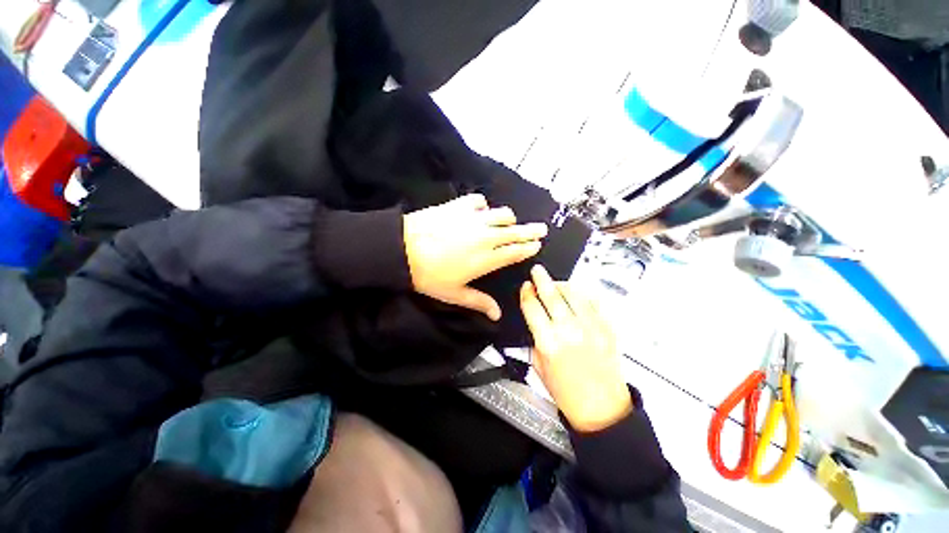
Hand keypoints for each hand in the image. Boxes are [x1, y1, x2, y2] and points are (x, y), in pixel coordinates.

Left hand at [404, 194, 547, 319]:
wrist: (402, 249)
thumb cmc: (429, 276)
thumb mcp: (454, 293)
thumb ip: (479, 302)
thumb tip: (497, 316)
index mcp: (486, 259)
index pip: (515, 251)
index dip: (528, 247)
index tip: (538, 244)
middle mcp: (485, 236)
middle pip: (515, 231)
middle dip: (531, 230)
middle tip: (541, 229)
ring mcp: (473, 219)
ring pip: (502, 214)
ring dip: (509, 219)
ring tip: (510, 222)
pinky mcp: (459, 205)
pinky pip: (479, 201)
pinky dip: (484, 206)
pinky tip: (481, 211)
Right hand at [520, 265, 632, 431]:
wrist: (602, 409)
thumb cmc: (567, 392)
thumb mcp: (539, 367)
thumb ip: (536, 340)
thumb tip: (536, 320)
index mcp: (548, 343)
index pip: (532, 307)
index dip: (527, 294)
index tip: (525, 287)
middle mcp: (569, 331)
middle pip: (552, 295)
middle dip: (541, 279)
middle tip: (537, 270)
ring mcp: (591, 327)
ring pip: (574, 294)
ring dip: (562, 284)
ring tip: (556, 283)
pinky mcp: (607, 329)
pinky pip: (593, 302)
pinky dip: (582, 295)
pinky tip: (576, 295)